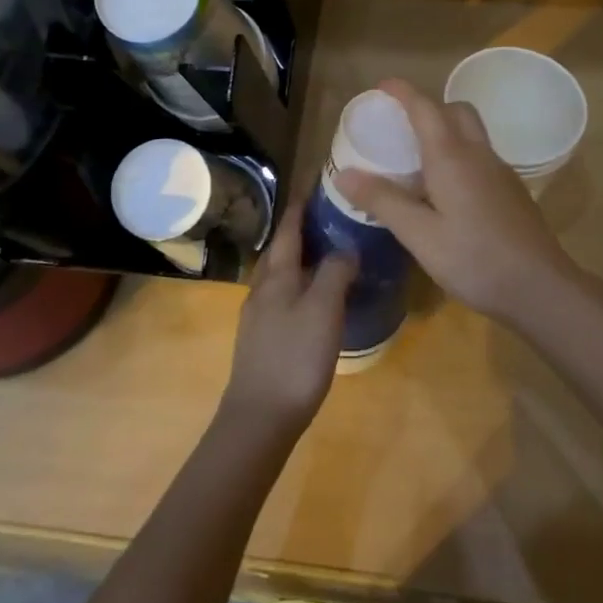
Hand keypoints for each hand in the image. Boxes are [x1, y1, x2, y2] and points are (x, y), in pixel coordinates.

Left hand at [222, 194, 352, 436]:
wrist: (259, 417)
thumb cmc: (295, 358)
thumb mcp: (323, 310)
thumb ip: (335, 273)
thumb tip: (345, 247)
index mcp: (277, 277)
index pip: (289, 231)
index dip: (300, 207)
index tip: (314, 185)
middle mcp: (262, 290)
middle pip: (279, 251)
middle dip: (299, 231)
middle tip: (327, 218)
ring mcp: (257, 316)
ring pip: (278, 275)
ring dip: (298, 258)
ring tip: (324, 255)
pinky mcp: (260, 339)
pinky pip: (280, 297)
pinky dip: (297, 285)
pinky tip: (312, 299)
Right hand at [338, 78, 583, 325]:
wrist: (541, 288)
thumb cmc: (475, 260)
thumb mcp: (420, 235)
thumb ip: (383, 201)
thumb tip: (343, 174)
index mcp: (452, 157)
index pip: (425, 108)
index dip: (403, 92)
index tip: (381, 86)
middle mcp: (479, 154)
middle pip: (455, 111)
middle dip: (428, 107)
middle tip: (401, 126)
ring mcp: (500, 172)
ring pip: (471, 133)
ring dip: (445, 130)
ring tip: (417, 158)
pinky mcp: (511, 191)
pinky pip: (480, 156)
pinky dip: (459, 154)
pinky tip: (445, 190)